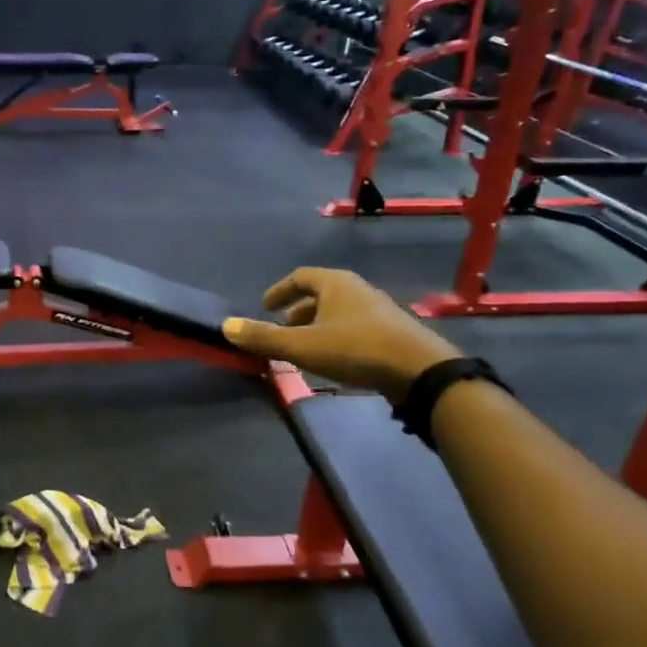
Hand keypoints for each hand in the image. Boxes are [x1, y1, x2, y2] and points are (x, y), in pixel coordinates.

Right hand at [223, 268, 459, 403]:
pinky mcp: (392, 330)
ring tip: (304, 346)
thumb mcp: (302, 346)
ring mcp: (378, 309)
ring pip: (339, 310)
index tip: (264, 306)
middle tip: (281, 328)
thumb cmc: (356, 349)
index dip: (279, 291)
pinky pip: (354, 325)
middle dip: (298, 310)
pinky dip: (336, 335)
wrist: (420, 370)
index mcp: (335, 283)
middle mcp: (357, 288)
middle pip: (321, 292)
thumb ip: (264, 337)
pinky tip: (334, 358)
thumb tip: (226, 326)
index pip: (300, 276)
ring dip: (317, 324)